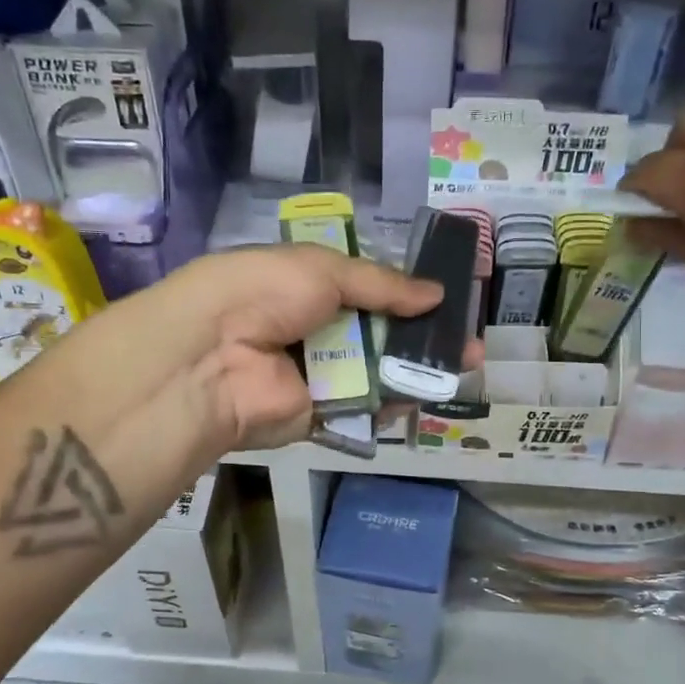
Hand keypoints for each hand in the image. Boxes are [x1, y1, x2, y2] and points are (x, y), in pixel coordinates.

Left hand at [157, 244, 446, 449]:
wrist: (213, 357)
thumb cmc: (264, 293)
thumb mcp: (323, 269)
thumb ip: (382, 284)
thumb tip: (437, 293)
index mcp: (311, 287)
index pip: (370, 291)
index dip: (409, 295)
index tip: (449, 299)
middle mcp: (318, 330)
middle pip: (382, 333)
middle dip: (426, 335)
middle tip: (470, 340)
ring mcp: (321, 374)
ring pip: (380, 371)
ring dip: (421, 368)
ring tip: (466, 363)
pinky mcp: (323, 414)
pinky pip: (367, 406)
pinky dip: (398, 400)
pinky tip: (433, 389)